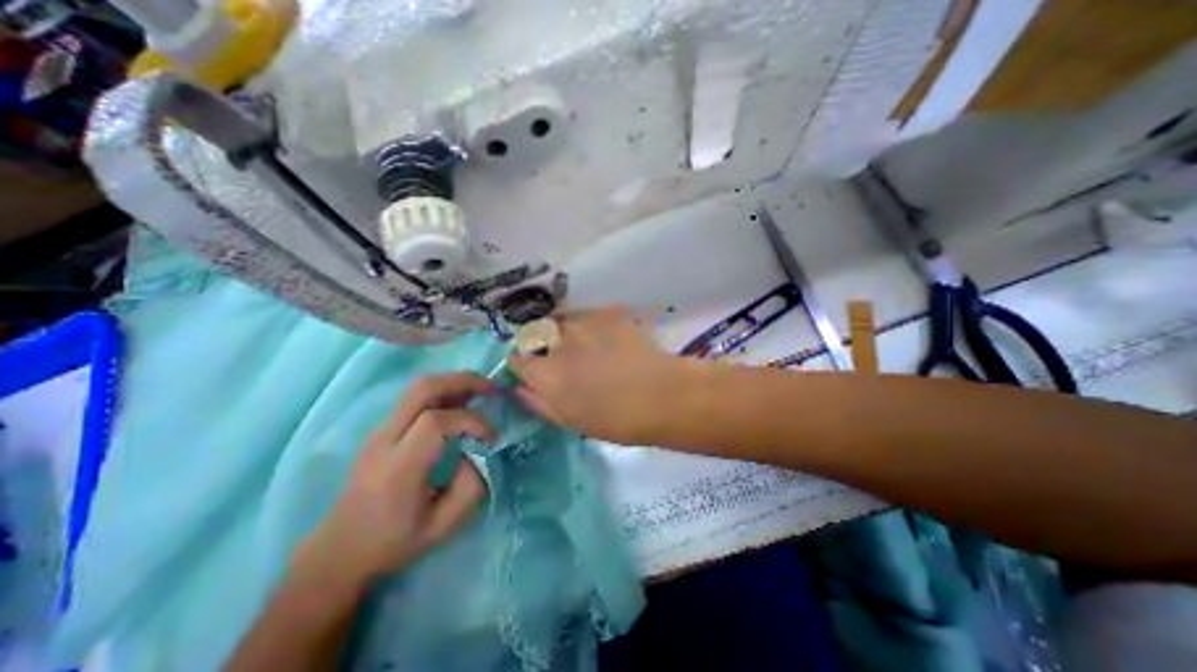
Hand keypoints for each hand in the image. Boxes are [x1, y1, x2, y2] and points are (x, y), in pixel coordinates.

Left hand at [297, 374, 496, 587]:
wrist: (338, 552)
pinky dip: (444, 392)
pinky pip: (416, 398)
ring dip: (454, 382)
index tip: (490, 438)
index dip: (471, 421)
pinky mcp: (382, 429)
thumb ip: (471, 487)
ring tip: (481, 392)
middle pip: (423, 388)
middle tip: (492, 389)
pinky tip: (461, 403)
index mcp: (398, 467)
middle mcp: (385, 440)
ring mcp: (380, 431)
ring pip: (418, 387)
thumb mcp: (442, 527)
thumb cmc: (392, 543)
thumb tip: (477, 452)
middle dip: (463, 381)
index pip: (436, 422)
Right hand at [504, 303, 691, 443]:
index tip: (530, 371)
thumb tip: (520, 389)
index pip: (516, 359)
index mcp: (545, 372)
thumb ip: (539, 402)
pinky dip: (587, 325)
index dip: (521, 365)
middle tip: (558, 357)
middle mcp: (558, 341)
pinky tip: (603, 337)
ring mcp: (584, 323)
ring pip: (561, 320)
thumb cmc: (616, 419)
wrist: (662, 395)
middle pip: (536, 334)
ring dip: (562, 330)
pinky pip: (586, 315)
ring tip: (581, 344)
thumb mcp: (571, 420)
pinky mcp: (607, 314)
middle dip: (540, 344)